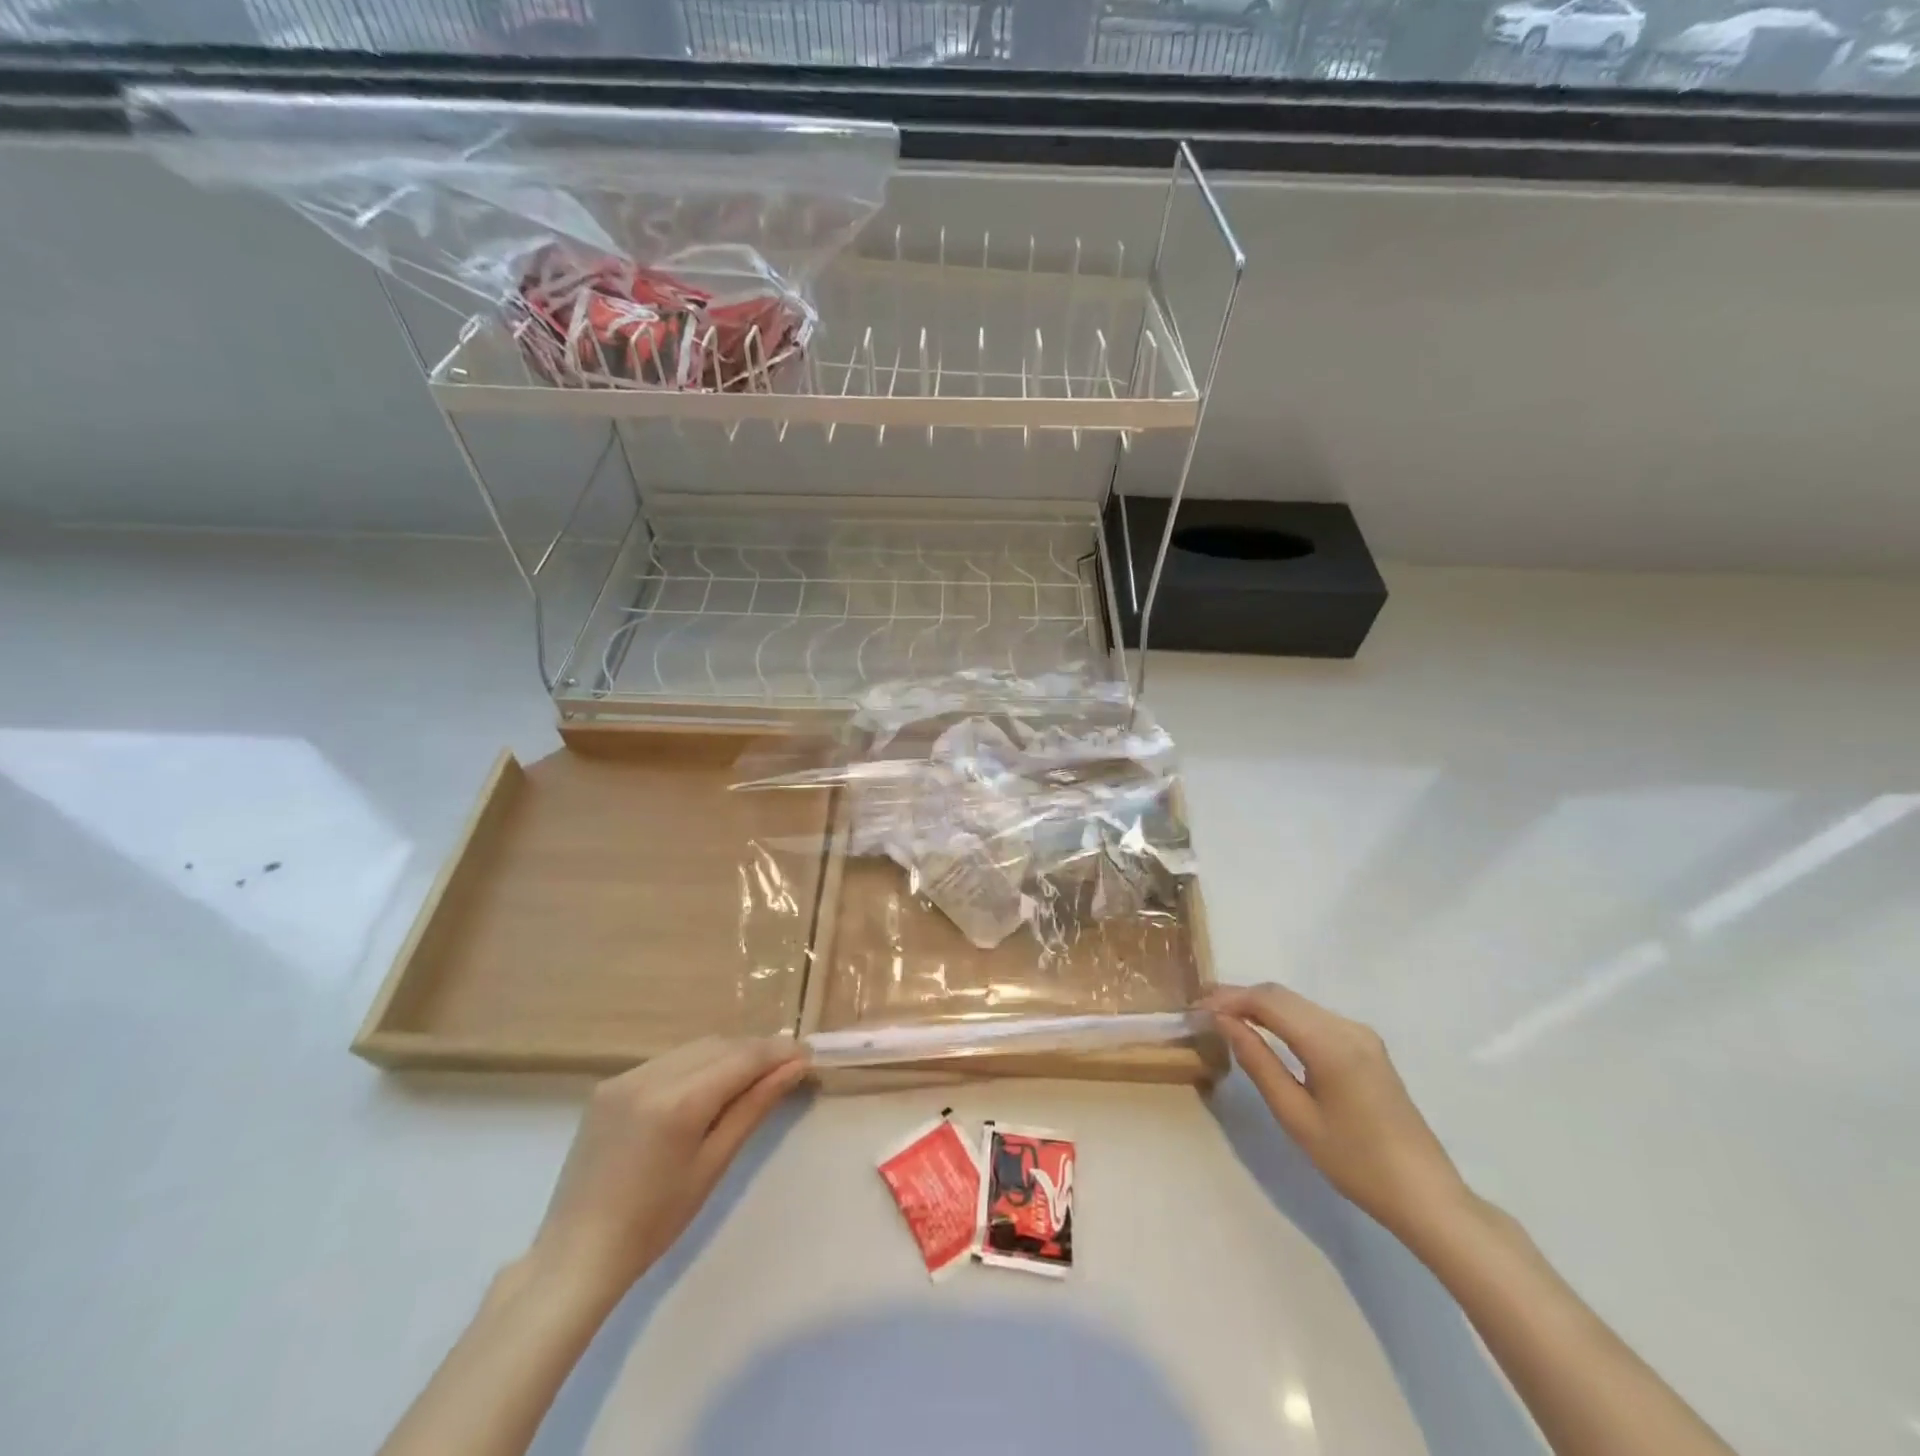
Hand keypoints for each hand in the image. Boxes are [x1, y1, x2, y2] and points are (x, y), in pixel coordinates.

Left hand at [525, 1036, 807, 1299]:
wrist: (576, 1255)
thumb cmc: (654, 1223)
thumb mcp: (713, 1165)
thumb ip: (754, 1107)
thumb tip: (794, 1067)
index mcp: (679, 1101)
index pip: (743, 1057)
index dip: (779, 1052)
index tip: (808, 1054)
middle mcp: (651, 1076)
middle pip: (720, 1045)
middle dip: (756, 1051)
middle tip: (786, 1068)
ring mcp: (625, 1077)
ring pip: (694, 1048)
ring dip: (727, 1055)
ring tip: (751, 1077)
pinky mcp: (609, 1085)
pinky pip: (667, 1061)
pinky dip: (695, 1065)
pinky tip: (706, 1088)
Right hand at [1204, 984, 1467, 1240]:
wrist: (1426, 1196)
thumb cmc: (1356, 1163)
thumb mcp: (1296, 1116)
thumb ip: (1258, 1062)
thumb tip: (1225, 1022)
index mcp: (1330, 1043)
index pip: (1268, 1002)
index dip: (1229, 998)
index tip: (1197, 1006)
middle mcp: (1347, 1026)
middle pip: (1282, 995)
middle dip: (1240, 997)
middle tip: (1203, 1008)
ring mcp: (1361, 1034)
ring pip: (1298, 1003)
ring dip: (1260, 1005)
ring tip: (1225, 1017)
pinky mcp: (1366, 1046)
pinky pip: (1314, 1017)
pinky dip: (1282, 1017)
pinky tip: (1263, 1029)